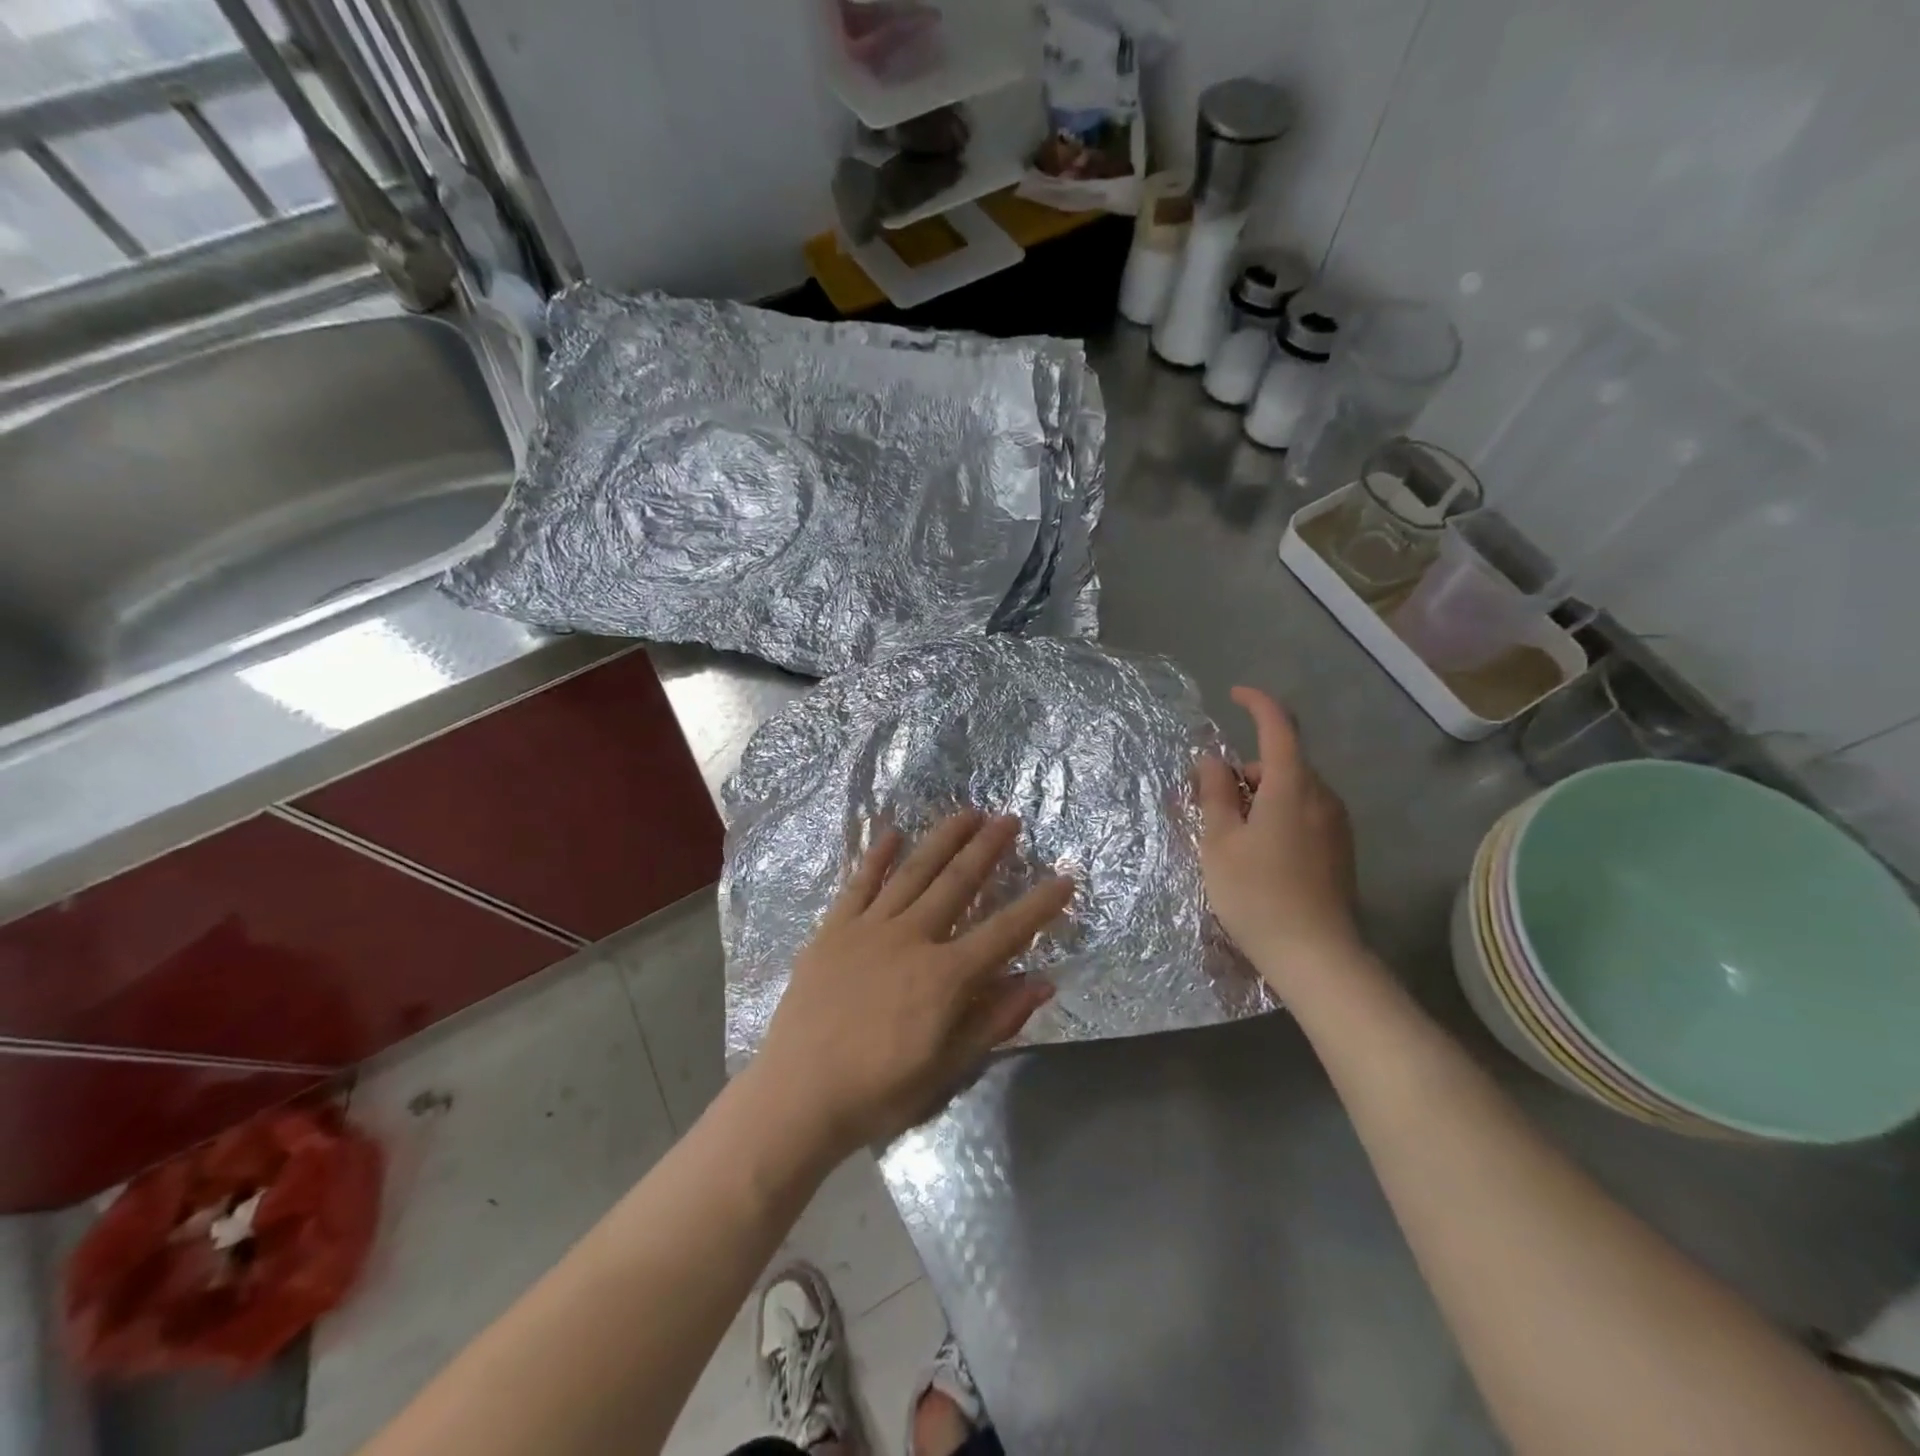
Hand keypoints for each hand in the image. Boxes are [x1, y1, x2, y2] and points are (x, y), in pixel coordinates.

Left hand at [754, 811, 1072, 1156]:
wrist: (797, 1096)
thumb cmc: (878, 1090)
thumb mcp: (947, 1069)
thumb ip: (994, 1020)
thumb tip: (1042, 982)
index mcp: (944, 976)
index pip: (1004, 931)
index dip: (1039, 905)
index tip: (1065, 877)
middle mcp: (911, 938)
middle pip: (958, 883)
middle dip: (987, 849)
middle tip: (1009, 819)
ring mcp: (869, 927)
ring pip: (913, 871)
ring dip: (942, 839)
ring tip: (966, 813)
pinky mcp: (834, 928)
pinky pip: (860, 883)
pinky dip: (878, 856)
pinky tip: (893, 832)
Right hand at [1196, 686, 1361, 996]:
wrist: (1316, 956)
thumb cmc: (1257, 894)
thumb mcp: (1220, 842)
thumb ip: (1214, 793)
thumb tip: (1211, 759)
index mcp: (1291, 786)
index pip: (1278, 726)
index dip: (1257, 703)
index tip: (1234, 695)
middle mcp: (1321, 796)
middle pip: (1280, 762)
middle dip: (1245, 770)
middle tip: (1210, 802)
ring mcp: (1336, 824)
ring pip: (1292, 790)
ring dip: (1260, 796)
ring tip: (1229, 836)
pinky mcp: (1341, 849)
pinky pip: (1304, 813)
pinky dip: (1277, 814)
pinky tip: (1258, 853)